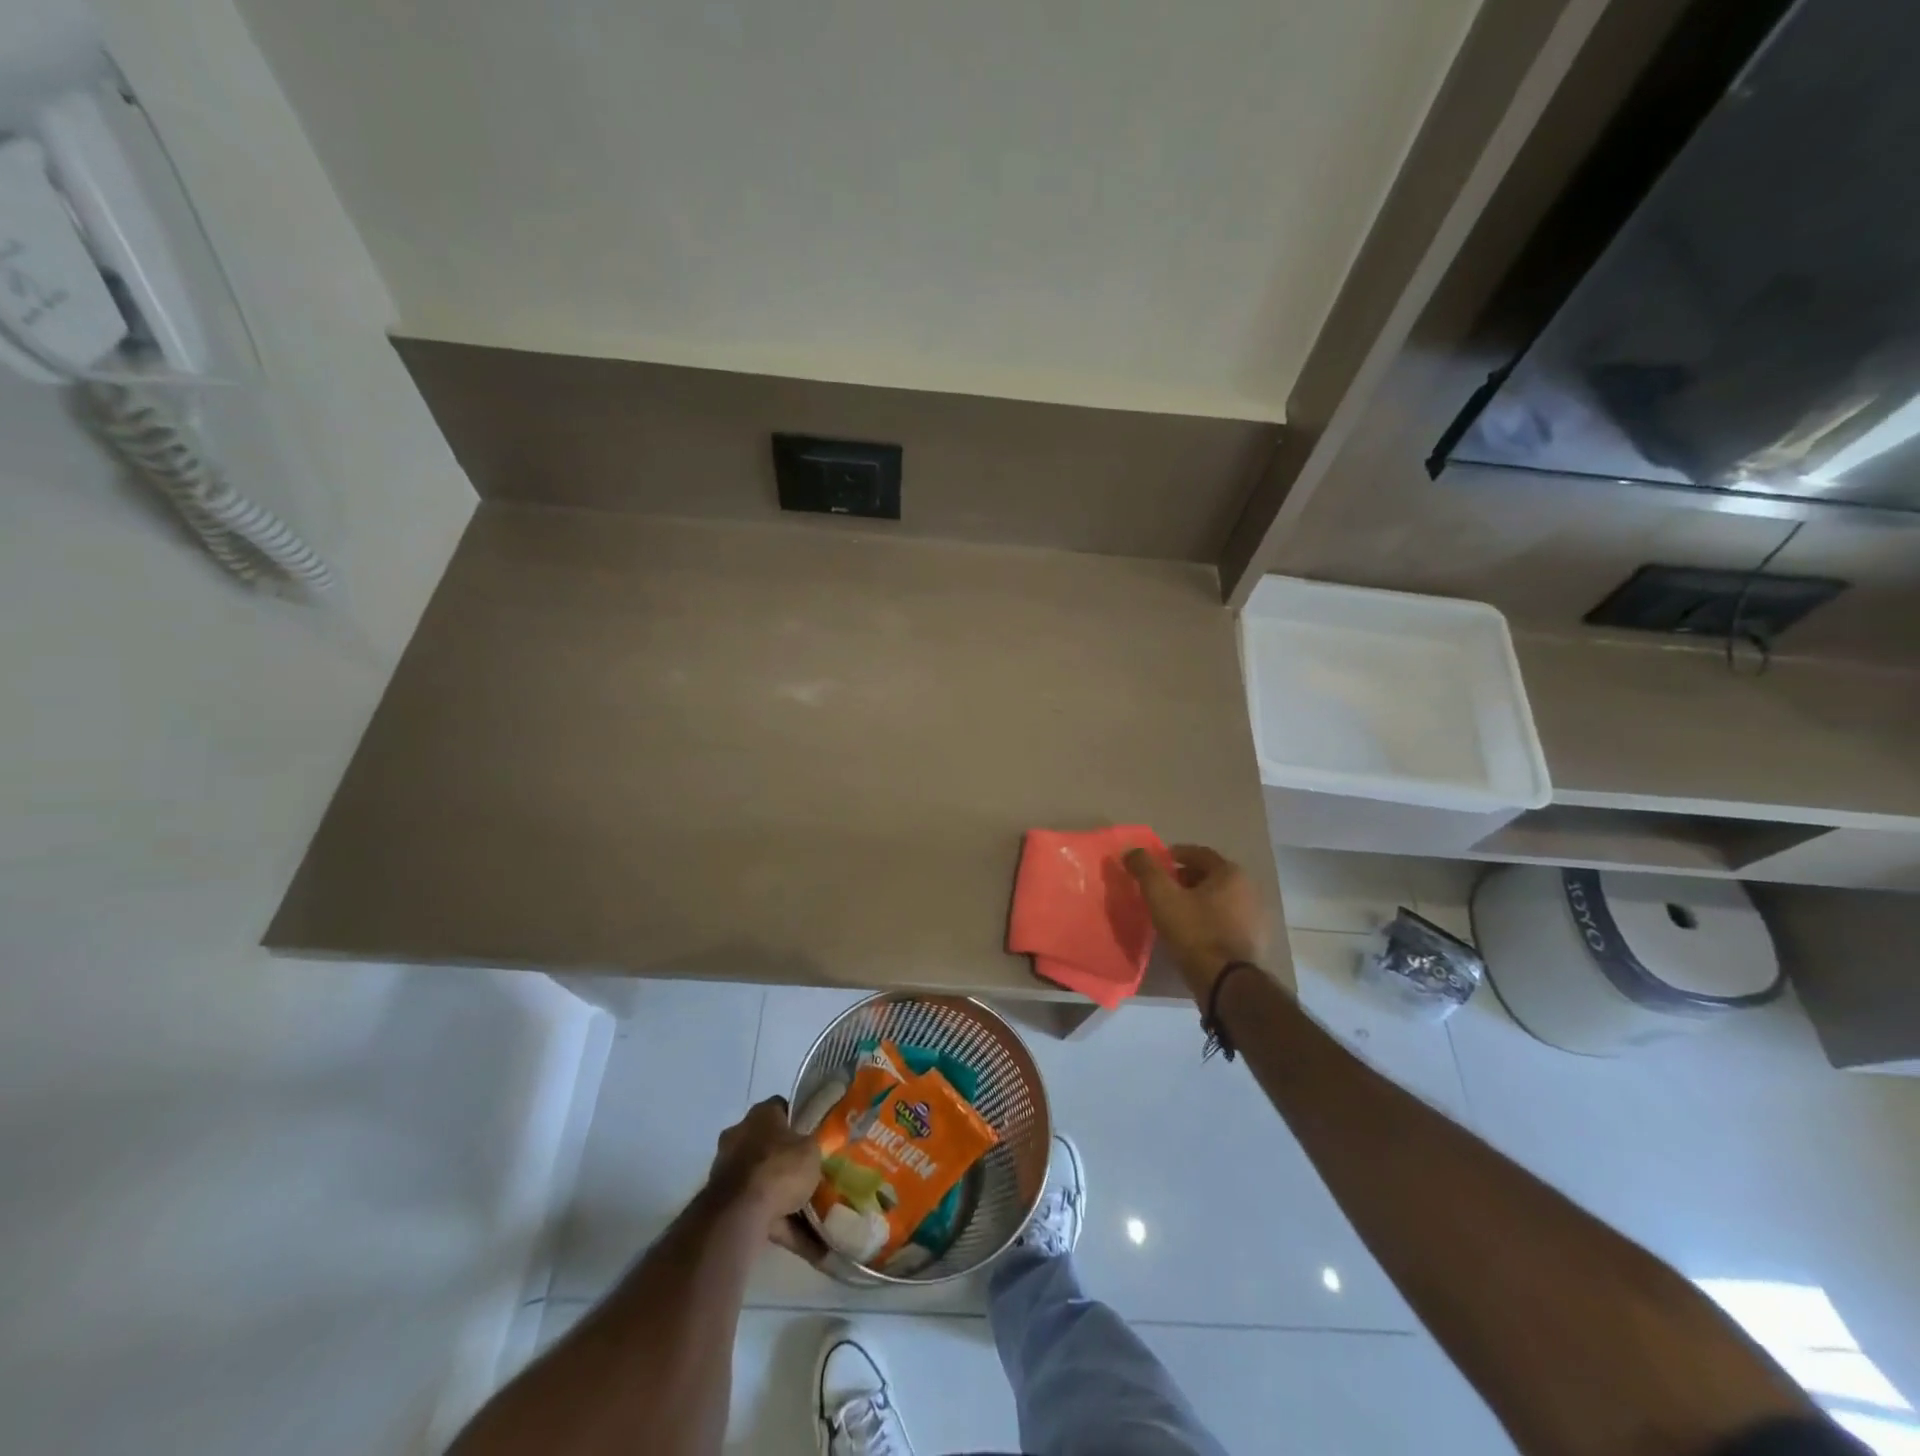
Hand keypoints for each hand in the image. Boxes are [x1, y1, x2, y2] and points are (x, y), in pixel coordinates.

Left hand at [709, 1096, 828, 1262]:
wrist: (740, 1213)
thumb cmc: (779, 1168)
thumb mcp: (811, 1150)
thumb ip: (812, 1147)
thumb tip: (811, 1149)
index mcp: (761, 1114)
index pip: (781, 1108)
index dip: (799, 1120)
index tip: (814, 1135)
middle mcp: (739, 1135)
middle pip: (769, 1145)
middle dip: (787, 1161)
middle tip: (810, 1175)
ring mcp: (728, 1170)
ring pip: (762, 1181)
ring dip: (783, 1197)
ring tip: (814, 1217)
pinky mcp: (723, 1203)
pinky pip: (758, 1210)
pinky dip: (780, 1224)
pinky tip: (807, 1244)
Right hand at [1124, 843, 1266, 1003]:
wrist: (1225, 981)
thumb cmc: (1194, 931)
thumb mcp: (1161, 896)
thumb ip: (1146, 869)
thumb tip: (1132, 851)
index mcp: (1231, 873)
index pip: (1199, 853)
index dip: (1174, 855)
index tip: (1156, 865)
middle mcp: (1249, 889)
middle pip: (1210, 876)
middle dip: (1184, 878)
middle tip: (1161, 888)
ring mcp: (1254, 917)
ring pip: (1218, 899)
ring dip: (1196, 900)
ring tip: (1173, 911)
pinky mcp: (1253, 941)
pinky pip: (1225, 920)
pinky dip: (1208, 919)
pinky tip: (1191, 932)